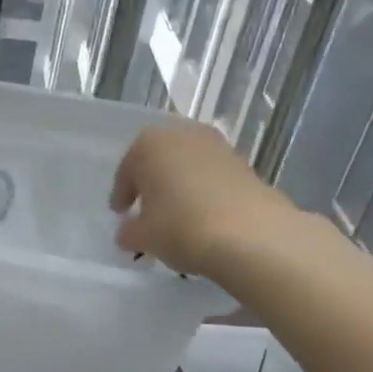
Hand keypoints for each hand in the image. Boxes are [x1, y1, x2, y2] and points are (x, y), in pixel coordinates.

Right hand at [110, 122, 311, 281]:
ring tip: (177, 214)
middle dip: (152, 183)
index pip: (127, 170)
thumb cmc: (181, 227)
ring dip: (180, 185)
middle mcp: (182, 134)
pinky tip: (203, 215)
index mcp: (148, 144)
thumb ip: (129, 232)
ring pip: (187, 165)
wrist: (251, 234)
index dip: (121, 195)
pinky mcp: (244, 162)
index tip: (121, 214)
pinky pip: (212, 175)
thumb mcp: (143, 237)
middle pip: (158, 160)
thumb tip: (128, 233)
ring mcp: (217, 145)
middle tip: (147, 210)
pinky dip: (204, 190)